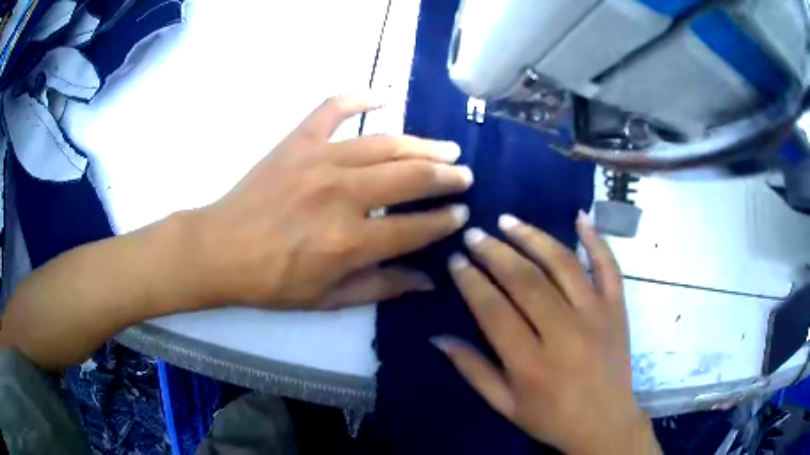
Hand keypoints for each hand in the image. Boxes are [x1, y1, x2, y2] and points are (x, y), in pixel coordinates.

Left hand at [191, 94, 471, 308]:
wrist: (220, 250)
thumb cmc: (272, 281)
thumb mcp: (329, 298)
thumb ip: (382, 287)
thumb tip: (429, 281)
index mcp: (349, 242)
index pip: (415, 227)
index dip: (445, 220)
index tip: (462, 213)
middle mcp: (341, 195)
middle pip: (410, 178)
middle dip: (446, 176)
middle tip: (464, 175)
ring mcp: (319, 160)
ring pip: (385, 144)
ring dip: (421, 145)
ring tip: (446, 148)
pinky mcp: (297, 141)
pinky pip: (333, 109)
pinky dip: (358, 97)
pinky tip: (383, 95)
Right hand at [432, 213, 660, 454]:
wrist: (605, 423)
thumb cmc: (552, 419)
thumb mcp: (505, 405)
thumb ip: (473, 370)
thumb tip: (438, 337)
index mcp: (531, 363)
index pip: (494, 310)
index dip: (471, 281)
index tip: (456, 260)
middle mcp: (564, 332)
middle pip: (525, 280)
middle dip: (494, 252)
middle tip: (473, 234)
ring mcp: (596, 315)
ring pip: (562, 264)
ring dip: (532, 237)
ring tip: (508, 221)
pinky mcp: (617, 308)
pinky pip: (608, 266)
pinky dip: (596, 239)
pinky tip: (580, 216)